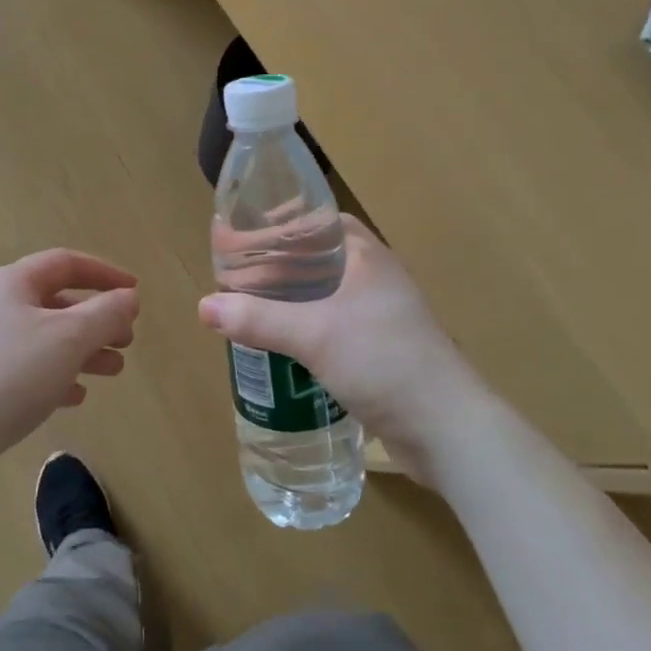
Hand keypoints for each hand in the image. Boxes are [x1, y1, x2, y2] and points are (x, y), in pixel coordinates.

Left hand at [0, 249, 138, 498]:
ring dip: (80, 350)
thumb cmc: (4, 376)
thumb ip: (104, 315)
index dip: (105, 274)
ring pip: (40, 338)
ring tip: (112, 371)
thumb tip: (128, 297)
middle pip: (54, 302)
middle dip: (96, 319)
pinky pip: (22, 369)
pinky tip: (73, 397)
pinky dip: (53, 376)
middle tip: (126, 341)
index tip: (135, 293)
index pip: (66, 263)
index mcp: (12, 283)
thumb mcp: (67, 340)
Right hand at [198, 217, 479, 483]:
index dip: (285, 223)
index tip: (248, 234)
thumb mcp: (313, 335)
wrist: (447, 429)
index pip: (323, 221)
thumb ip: (258, 319)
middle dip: (280, 266)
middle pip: (321, 259)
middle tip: (239, 277)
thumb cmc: (383, 361)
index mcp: (367, 257)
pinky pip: (336, 328)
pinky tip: (282, 347)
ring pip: (327, 297)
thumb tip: (204, 306)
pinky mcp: (383, 352)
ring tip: (252, 310)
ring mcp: (383, 317)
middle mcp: (377, 279)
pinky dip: (308, 329)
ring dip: (293, 301)